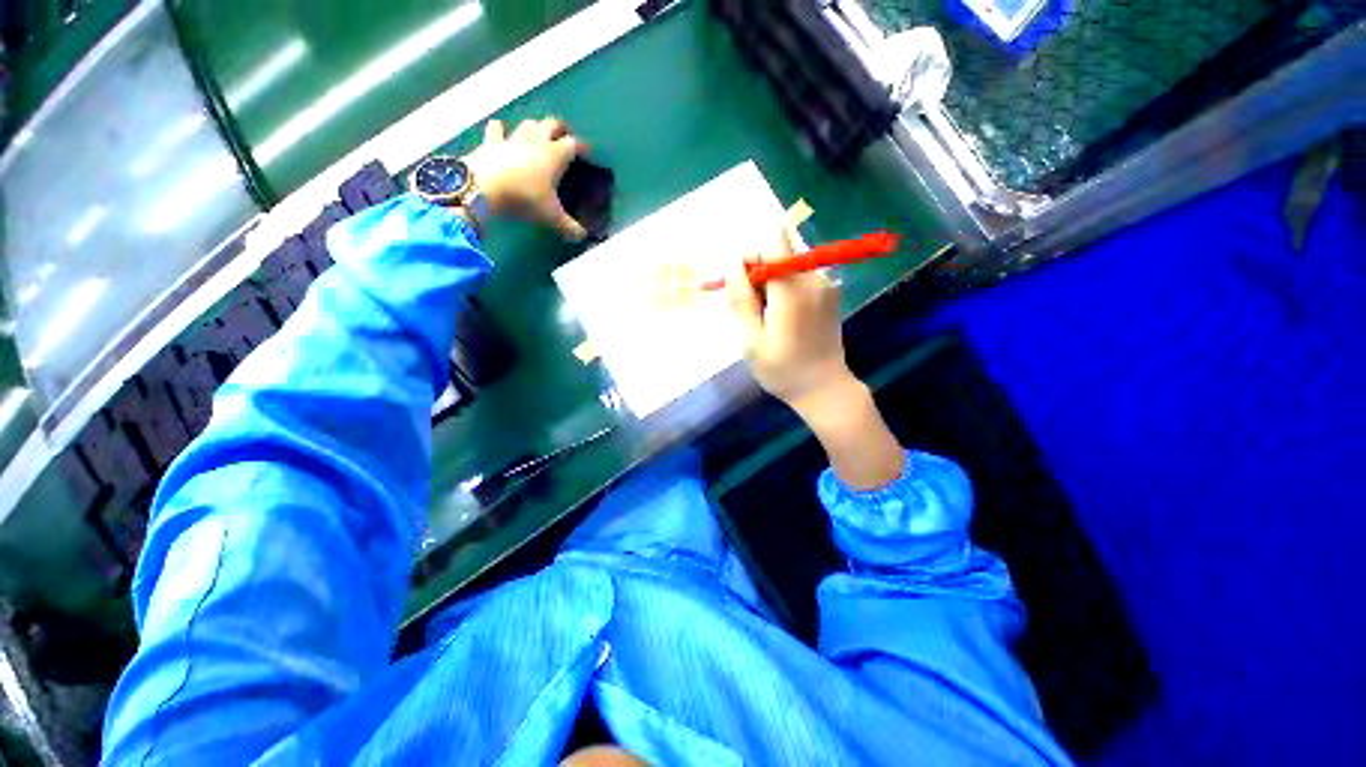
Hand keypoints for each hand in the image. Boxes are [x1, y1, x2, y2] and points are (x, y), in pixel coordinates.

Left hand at [463, 117, 588, 240]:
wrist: (484, 188)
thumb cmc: (525, 199)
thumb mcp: (551, 217)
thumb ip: (569, 227)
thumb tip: (582, 236)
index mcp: (555, 156)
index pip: (573, 144)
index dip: (582, 146)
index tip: (587, 152)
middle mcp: (536, 141)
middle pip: (552, 124)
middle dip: (560, 128)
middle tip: (565, 137)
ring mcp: (512, 139)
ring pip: (528, 123)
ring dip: (535, 127)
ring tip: (538, 135)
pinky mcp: (491, 142)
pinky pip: (496, 129)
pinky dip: (500, 129)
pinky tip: (500, 131)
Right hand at [726, 228, 856, 409]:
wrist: (825, 390)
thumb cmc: (783, 370)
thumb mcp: (752, 340)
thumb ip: (741, 299)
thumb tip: (730, 262)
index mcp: (793, 290)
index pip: (772, 241)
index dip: (749, 255)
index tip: (738, 282)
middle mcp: (813, 279)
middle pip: (778, 252)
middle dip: (755, 272)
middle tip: (745, 308)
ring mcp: (825, 285)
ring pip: (786, 265)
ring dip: (768, 284)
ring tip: (762, 319)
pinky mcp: (829, 293)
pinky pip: (798, 278)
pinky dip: (782, 290)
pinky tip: (779, 319)